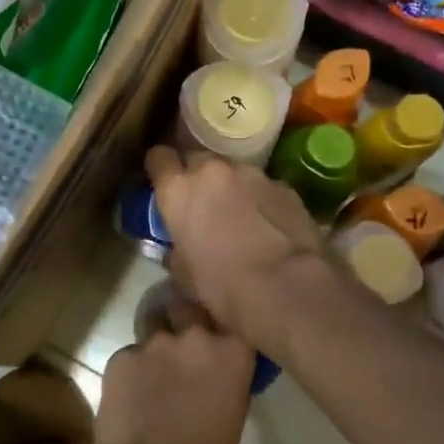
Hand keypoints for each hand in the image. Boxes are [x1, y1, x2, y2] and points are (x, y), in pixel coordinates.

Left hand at [95, 293, 254, 443]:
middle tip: (181, 345)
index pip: (228, 315)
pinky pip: (129, 355)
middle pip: (187, 306)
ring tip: (153, 378)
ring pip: (155, 329)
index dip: (219, 321)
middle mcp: (196, 336)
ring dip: (157, 347)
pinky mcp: (120, 356)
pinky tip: (130, 399)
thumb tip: (217, 370)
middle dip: (184, 318)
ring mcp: (154, 343)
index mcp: (233, 351)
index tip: (216, 331)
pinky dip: (131, 372)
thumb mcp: (234, 415)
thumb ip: (227, 378)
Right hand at [143, 145, 327, 350]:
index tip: (164, 184)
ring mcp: (252, 174)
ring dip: (231, 187)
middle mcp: (212, 171)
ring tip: (240, 216)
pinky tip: (269, 225)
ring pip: (233, 171)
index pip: (159, 157)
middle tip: (202, 203)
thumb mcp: (183, 274)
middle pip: (197, 158)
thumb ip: (176, 249)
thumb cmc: (222, 286)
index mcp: (178, 190)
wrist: (284, 286)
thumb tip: (178, 249)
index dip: (160, 169)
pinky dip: (261, 199)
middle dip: (197, 176)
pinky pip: (263, 186)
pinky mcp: (284, 185)